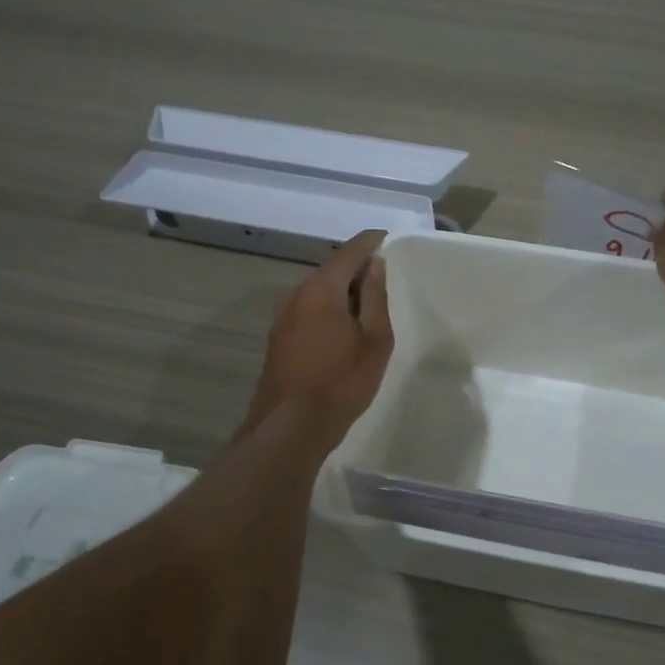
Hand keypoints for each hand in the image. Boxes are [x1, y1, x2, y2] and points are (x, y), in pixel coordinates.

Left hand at [238, 230, 393, 450]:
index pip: (349, 252)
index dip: (369, 242)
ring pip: (317, 292)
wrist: (290, 427)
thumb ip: (375, 297)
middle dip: (355, 268)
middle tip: (382, 274)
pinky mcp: (277, 339)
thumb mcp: (374, 339)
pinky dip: (327, 308)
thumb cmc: (342, 382)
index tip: (386, 237)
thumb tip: (374, 264)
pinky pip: (307, 310)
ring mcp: (282, 318)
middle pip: (330, 270)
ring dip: (341, 291)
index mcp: (321, 289)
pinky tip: (342, 326)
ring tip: (367, 303)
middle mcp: (296, 295)